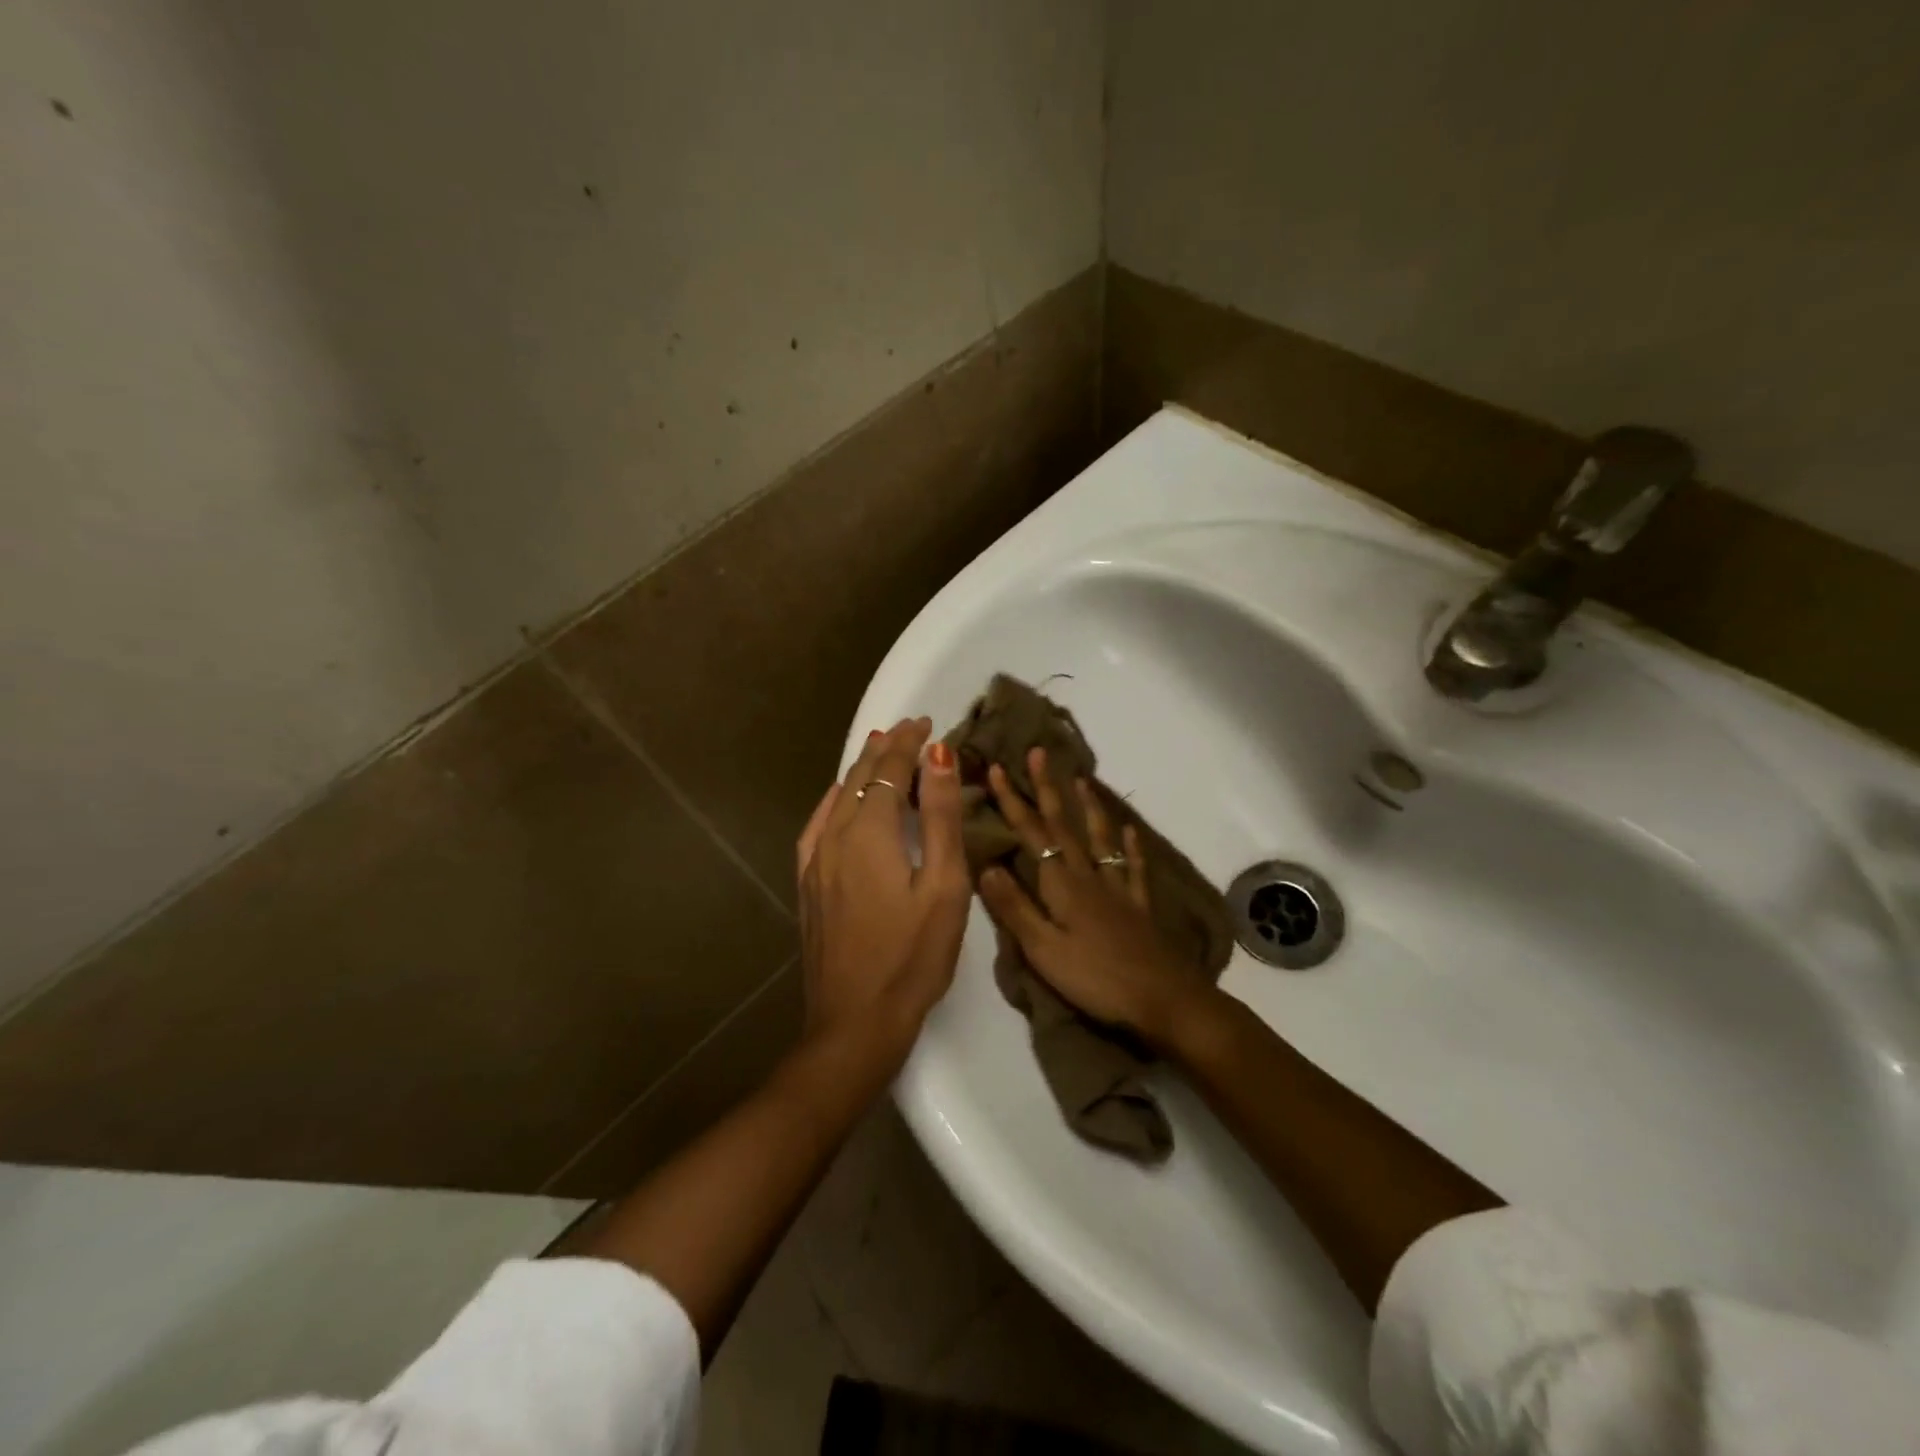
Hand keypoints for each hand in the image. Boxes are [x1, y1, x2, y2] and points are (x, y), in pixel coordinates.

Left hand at [795, 717, 969, 1063]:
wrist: (855, 1023)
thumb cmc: (912, 957)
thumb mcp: (944, 886)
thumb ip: (940, 816)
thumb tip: (938, 755)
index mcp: (869, 833)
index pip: (889, 770)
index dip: (908, 743)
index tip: (926, 723)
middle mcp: (834, 836)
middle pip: (860, 778)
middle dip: (885, 749)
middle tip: (909, 730)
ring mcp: (814, 862)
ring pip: (837, 798)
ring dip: (861, 771)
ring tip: (879, 752)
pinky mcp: (808, 885)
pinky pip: (818, 825)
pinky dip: (836, 801)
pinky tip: (839, 803)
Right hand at [977, 748, 1216, 1052]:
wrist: (1163, 999)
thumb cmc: (1096, 978)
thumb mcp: (1043, 950)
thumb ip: (1014, 908)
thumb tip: (986, 865)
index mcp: (1062, 884)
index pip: (1031, 834)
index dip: (1014, 801)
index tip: (1000, 767)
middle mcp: (1089, 876)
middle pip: (1063, 825)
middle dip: (1048, 788)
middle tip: (1040, 752)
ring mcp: (1117, 888)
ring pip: (1099, 837)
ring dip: (1088, 807)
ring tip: (1082, 780)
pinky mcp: (1139, 906)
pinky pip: (1132, 867)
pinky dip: (1130, 847)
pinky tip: (1131, 831)